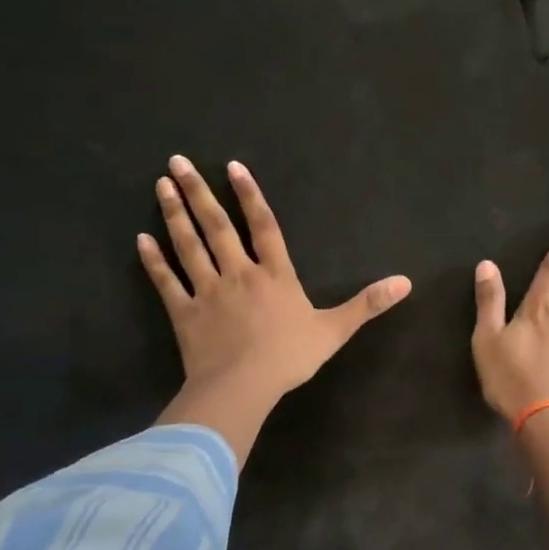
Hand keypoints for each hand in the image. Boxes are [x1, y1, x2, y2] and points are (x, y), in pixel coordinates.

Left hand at [139, 156, 411, 414]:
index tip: (232, 166)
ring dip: (175, 214)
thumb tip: (406, 281)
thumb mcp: (336, 329)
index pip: (263, 226)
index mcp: (275, 274)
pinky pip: (167, 282)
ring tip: (162, 185)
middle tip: (177, 162)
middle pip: (218, 226)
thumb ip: (368, 303)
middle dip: (199, 192)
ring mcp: (208, 291)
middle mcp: (239, 273)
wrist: (243, 387)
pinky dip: (154, 262)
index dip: (249, 195)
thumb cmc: (290, 357)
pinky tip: (142, 240)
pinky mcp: (184, 313)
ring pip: (189, 246)